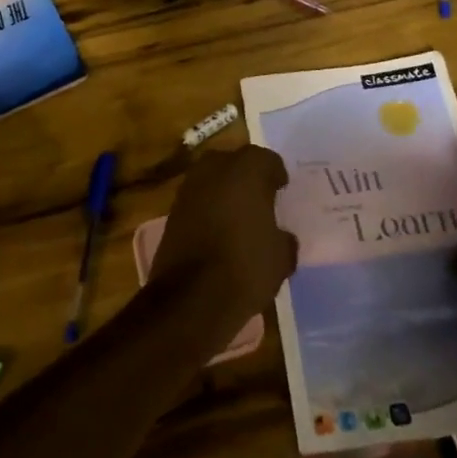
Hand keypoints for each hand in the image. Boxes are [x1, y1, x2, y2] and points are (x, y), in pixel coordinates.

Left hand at [149, 145, 297, 342]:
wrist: (191, 298)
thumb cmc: (246, 267)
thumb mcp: (282, 257)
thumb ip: (284, 239)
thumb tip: (281, 237)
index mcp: (247, 170)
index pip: (267, 159)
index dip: (276, 174)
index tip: (281, 190)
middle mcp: (214, 169)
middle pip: (234, 162)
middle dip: (247, 176)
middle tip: (260, 198)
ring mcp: (188, 189)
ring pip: (211, 179)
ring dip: (224, 190)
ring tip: (238, 215)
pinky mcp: (172, 212)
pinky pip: (197, 200)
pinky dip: (207, 209)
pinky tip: (218, 231)